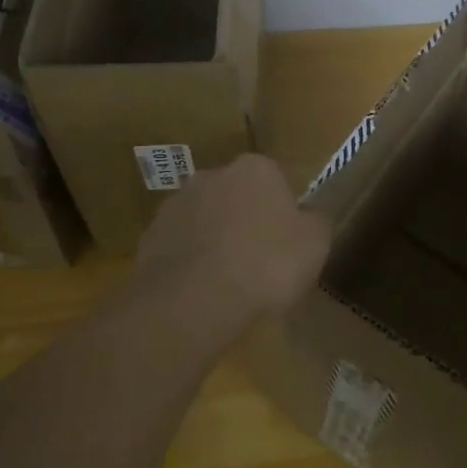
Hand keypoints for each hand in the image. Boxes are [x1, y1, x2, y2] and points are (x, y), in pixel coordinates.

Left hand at [133, 155, 331, 340]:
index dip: (281, 212)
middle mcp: (212, 174)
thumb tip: (311, 217)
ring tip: (226, 281)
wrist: (195, 298)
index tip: (285, 242)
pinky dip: (188, 261)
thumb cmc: (266, 263)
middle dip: (243, 220)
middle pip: (235, 195)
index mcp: (255, 168)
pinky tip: (199, 291)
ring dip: (213, 239)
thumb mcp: (315, 244)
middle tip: (257, 260)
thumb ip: (317, 222)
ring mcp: (176, 203)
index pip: (274, 181)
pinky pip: (178, 246)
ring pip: (204, 219)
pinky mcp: (150, 235)